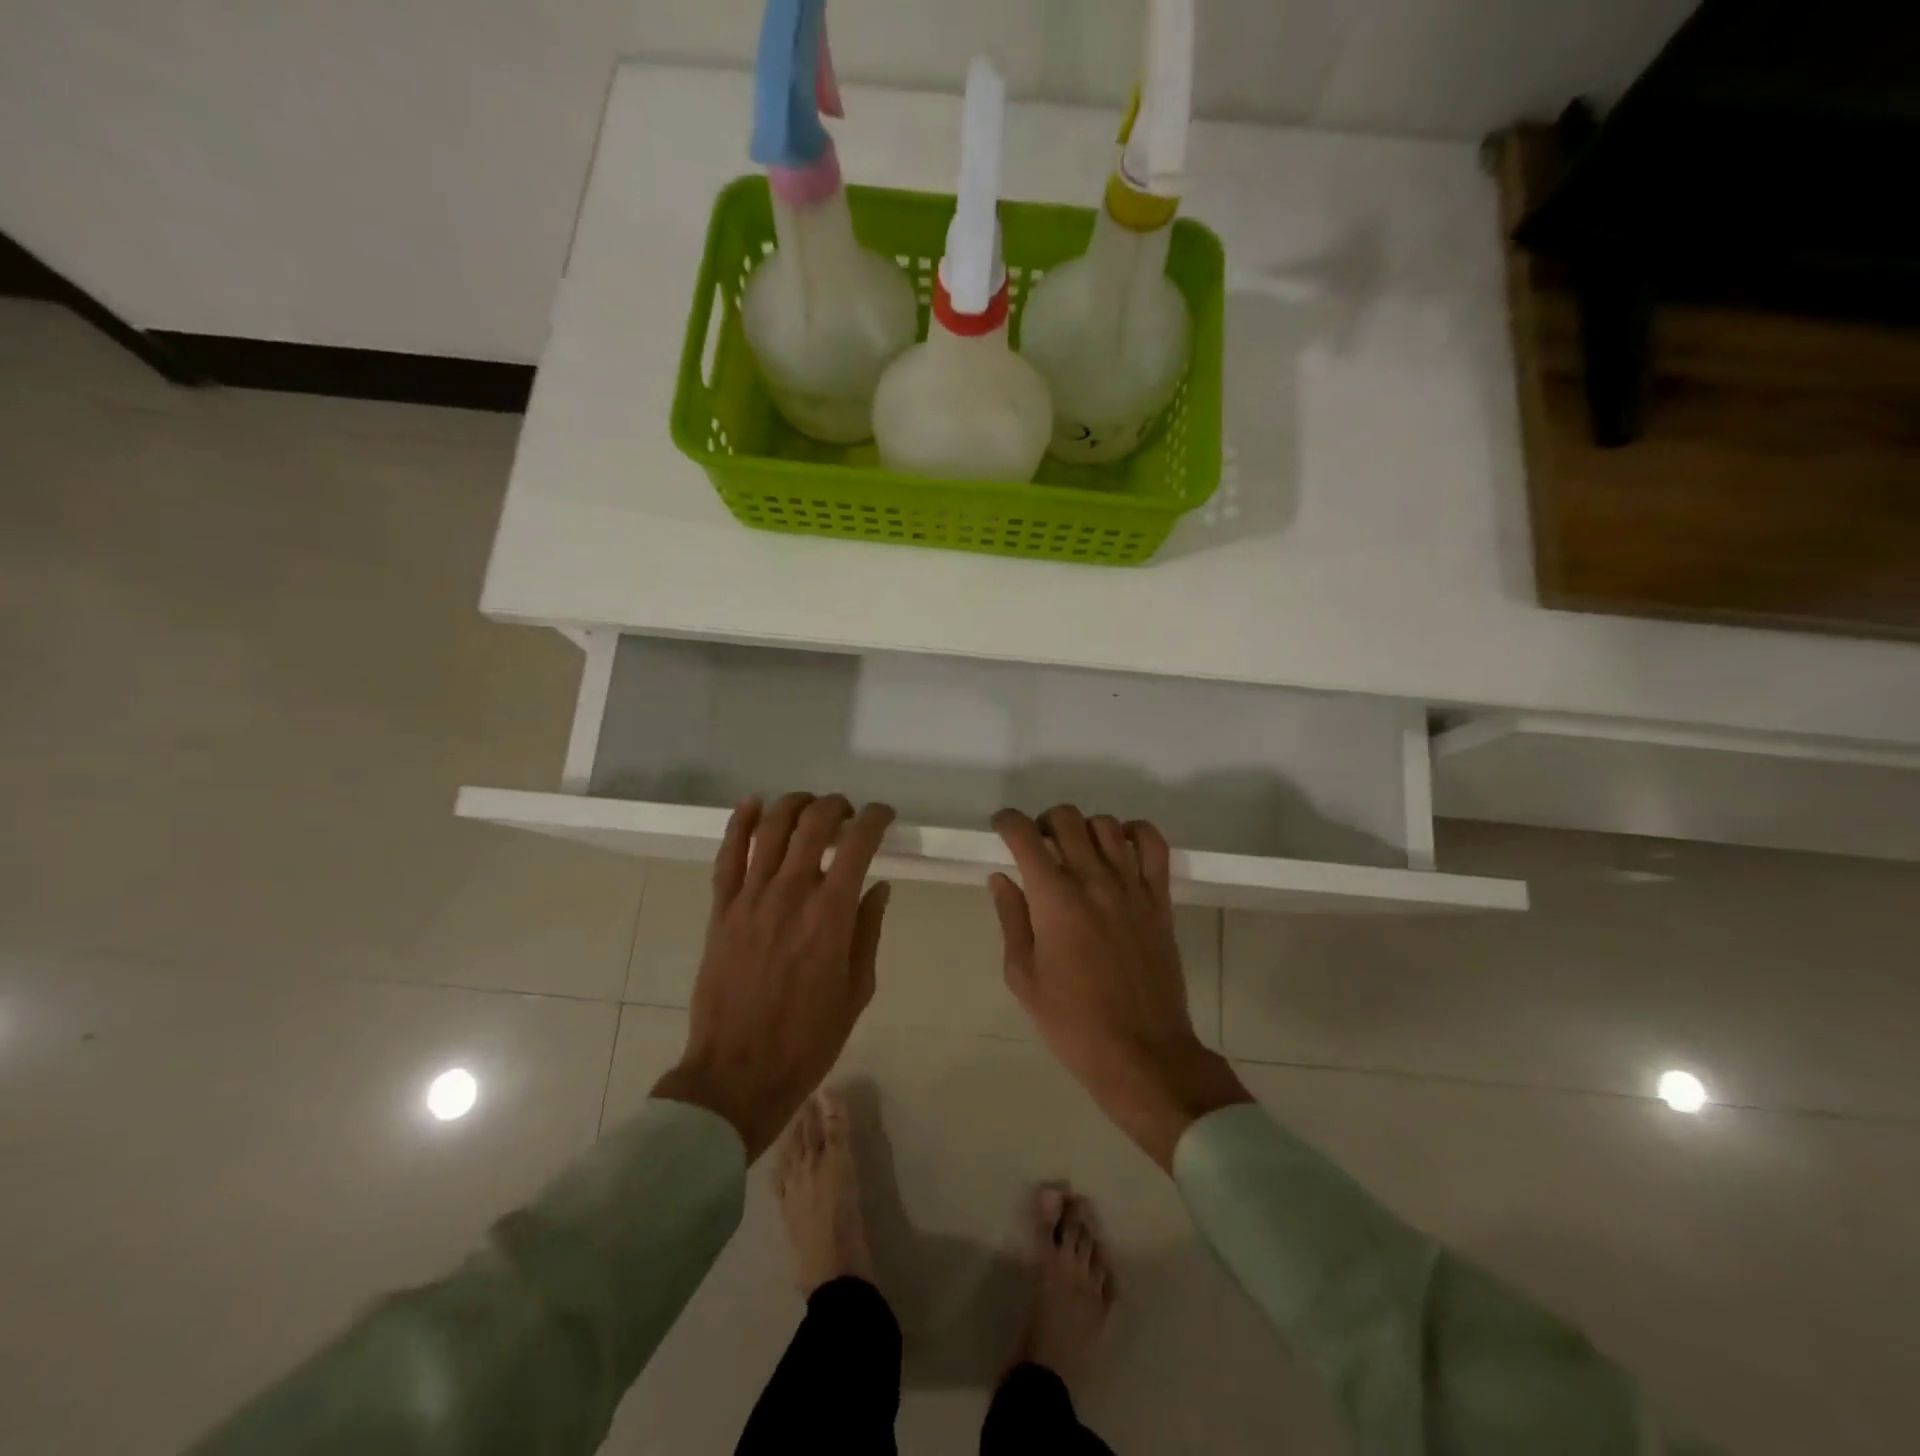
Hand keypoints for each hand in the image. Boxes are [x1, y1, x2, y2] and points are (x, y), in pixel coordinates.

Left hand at [652, 793, 894, 1160]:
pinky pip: (728, 854)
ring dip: (794, 804)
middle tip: (848, 813)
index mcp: (832, 914)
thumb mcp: (857, 989)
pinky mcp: (721, 909)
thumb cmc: (809, 1039)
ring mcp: (750, 898)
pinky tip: (752, 803)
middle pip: (813, 823)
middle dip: (837, 806)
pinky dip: (739, 822)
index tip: (884, 816)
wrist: (739, 1072)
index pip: (858, 843)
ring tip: (809, 805)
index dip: (876, 818)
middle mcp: (791, 893)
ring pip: (770, 827)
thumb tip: (878, 887)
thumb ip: (868, 930)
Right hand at [990, 806, 1250, 1170]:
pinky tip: (1119, 848)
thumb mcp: (1023, 976)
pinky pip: (1154, 846)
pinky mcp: (1160, 900)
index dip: (1007, 822)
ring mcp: (1132, 887)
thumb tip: (1001, 878)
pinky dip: (1135, 833)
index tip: (1001, 827)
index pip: (1025, 836)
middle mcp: (1094, 881)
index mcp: (1054, 900)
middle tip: (1037, 846)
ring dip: (1083, 828)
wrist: (1141, 1052)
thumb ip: (1011, 919)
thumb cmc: (1072, 1022)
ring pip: (1106, 825)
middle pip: (1067, 819)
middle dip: (1043, 822)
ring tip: (1075, 851)